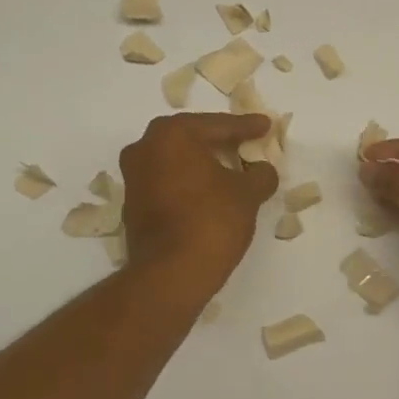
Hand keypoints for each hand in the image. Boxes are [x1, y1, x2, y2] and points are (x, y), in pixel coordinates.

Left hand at [120, 114, 277, 289]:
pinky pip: (167, 181)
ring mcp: (134, 177)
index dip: (246, 126)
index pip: (217, 125)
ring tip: (230, 168)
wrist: (171, 273)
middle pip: (191, 137)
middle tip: (246, 141)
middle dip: (219, 140)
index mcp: (172, 135)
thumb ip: (260, 174)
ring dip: (202, 162)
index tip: (265, 125)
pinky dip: (188, 182)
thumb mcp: (248, 194)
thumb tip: (262, 170)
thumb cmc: (212, 221)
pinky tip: (209, 192)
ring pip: (176, 160)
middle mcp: (145, 148)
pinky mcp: (132, 204)